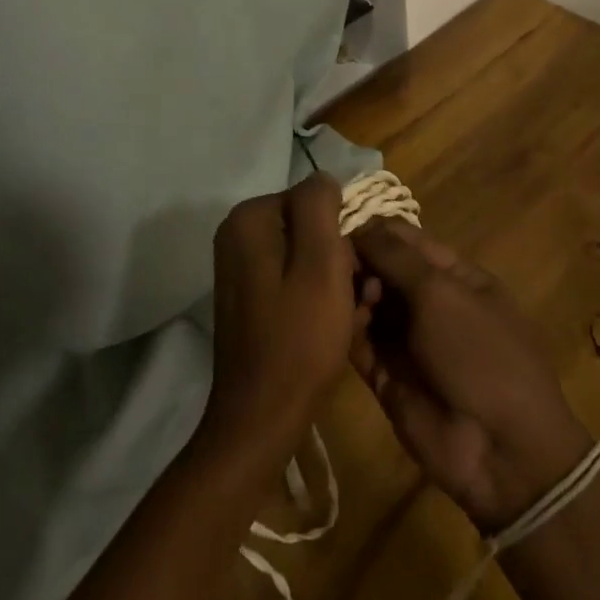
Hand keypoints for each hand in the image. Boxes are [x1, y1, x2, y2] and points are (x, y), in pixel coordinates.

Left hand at [200, 173, 360, 459]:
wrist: (261, 419)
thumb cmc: (298, 338)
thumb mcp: (321, 263)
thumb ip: (320, 207)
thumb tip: (324, 179)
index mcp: (249, 219)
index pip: (314, 200)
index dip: (342, 234)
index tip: (357, 275)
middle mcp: (238, 235)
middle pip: (309, 229)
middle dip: (342, 261)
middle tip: (362, 301)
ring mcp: (241, 268)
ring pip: (306, 258)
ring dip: (337, 284)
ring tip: (354, 319)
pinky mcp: (249, 298)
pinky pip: (294, 282)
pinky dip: (318, 300)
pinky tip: (336, 329)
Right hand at [350, 221, 593, 531]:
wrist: (502, 452)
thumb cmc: (480, 353)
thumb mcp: (441, 293)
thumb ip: (395, 257)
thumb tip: (359, 228)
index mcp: (453, 275)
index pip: (404, 239)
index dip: (373, 231)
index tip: (337, 228)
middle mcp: (428, 302)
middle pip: (381, 268)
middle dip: (358, 262)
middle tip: (337, 266)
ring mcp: (407, 340)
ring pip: (367, 303)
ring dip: (351, 295)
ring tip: (345, 298)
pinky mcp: (386, 375)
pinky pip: (359, 343)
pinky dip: (345, 329)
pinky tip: (337, 322)